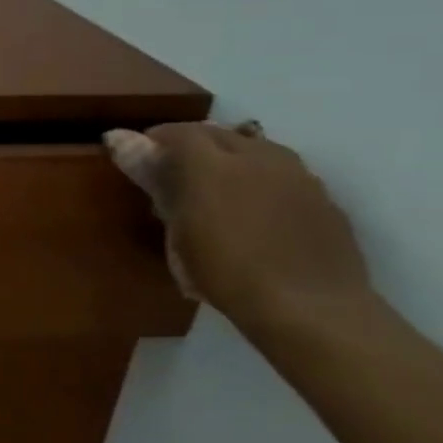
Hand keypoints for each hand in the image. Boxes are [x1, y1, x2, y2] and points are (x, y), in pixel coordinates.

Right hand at [106, 122, 372, 329]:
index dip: (157, 140)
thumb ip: (154, 180)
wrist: (310, 310)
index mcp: (213, 164)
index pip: (179, 132)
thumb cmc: (226, 272)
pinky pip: (285, 174)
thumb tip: (118, 138)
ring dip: (232, 157)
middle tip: (175, 171)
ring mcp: (298, 176)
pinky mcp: (325, 199)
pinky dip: (263, 179)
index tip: (142, 156)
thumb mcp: (176, 229)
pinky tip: (257, 210)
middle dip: (194, 144)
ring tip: (218, 186)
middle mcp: (258, 158)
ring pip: (257, 148)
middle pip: (219, 133)